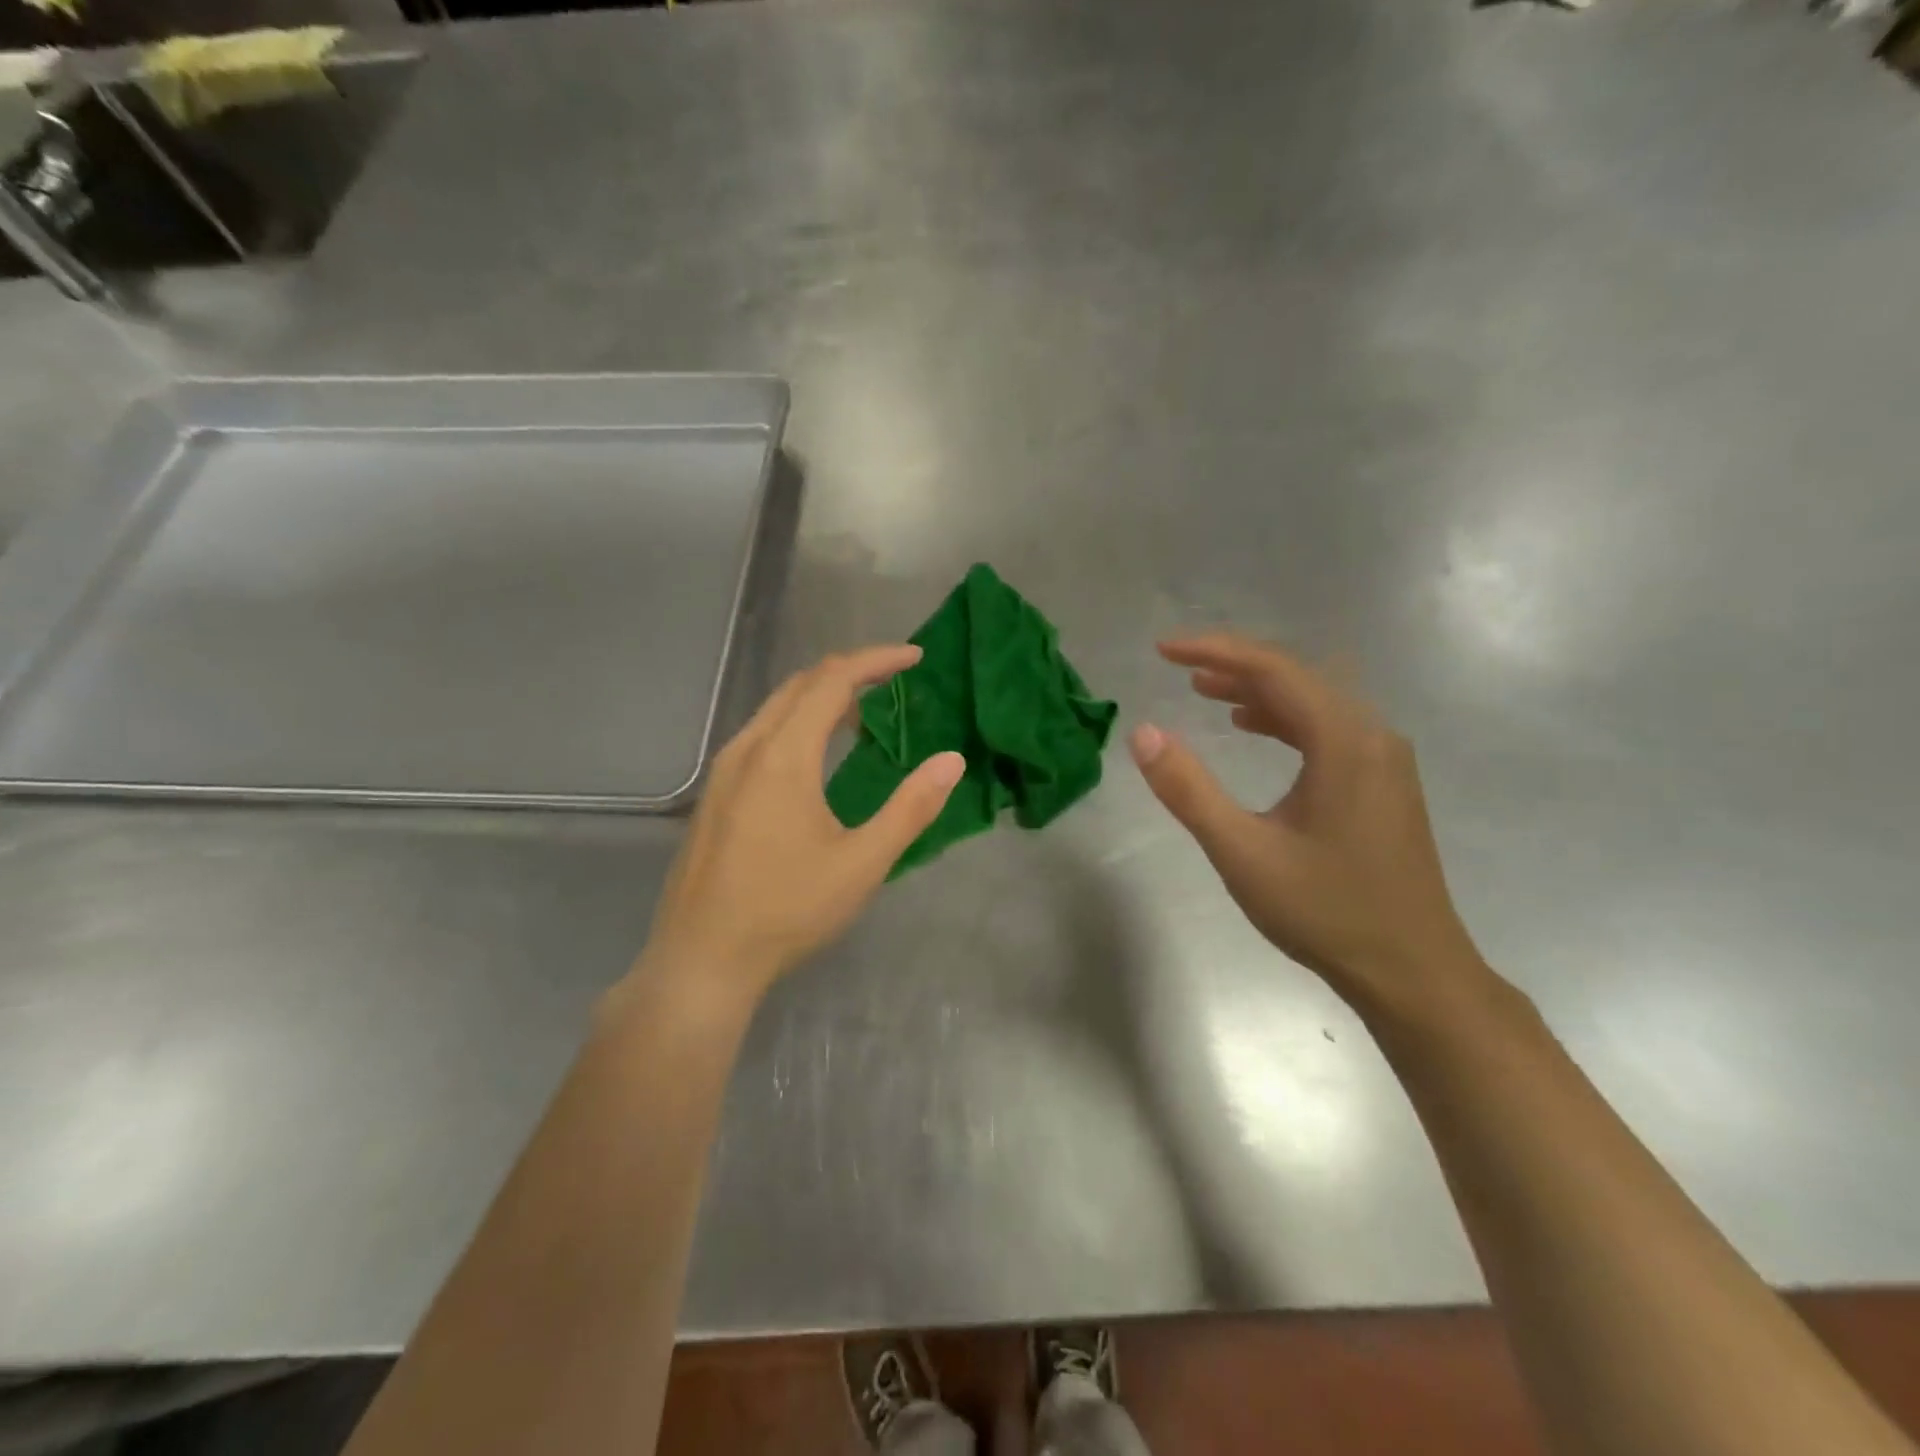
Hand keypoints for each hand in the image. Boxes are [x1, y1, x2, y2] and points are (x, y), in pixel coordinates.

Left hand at [634, 646, 964, 1003]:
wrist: (702, 959)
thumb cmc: (787, 910)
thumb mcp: (862, 864)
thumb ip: (910, 808)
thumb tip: (952, 761)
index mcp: (783, 756)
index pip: (832, 680)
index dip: (876, 660)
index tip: (914, 659)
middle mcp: (748, 748)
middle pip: (801, 684)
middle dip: (850, 671)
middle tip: (894, 679)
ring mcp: (724, 770)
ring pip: (776, 708)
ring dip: (822, 697)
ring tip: (865, 712)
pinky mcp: (715, 793)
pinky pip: (761, 734)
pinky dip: (798, 722)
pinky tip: (817, 754)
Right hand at [1132, 633, 1489, 1016]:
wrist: (1413, 972)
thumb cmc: (1326, 912)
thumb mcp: (1242, 852)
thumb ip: (1189, 790)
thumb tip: (1143, 733)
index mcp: (1343, 741)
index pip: (1272, 669)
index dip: (1213, 651)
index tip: (1163, 650)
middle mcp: (1372, 735)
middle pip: (1297, 676)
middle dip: (1234, 665)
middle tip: (1178, 667)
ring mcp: (1384, 758)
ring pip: (1314, 701)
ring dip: (1258, 691)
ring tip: (1205, 691)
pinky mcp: (1384, 782)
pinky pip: (1328, 728)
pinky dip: (1284, 718)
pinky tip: (1254, 730)